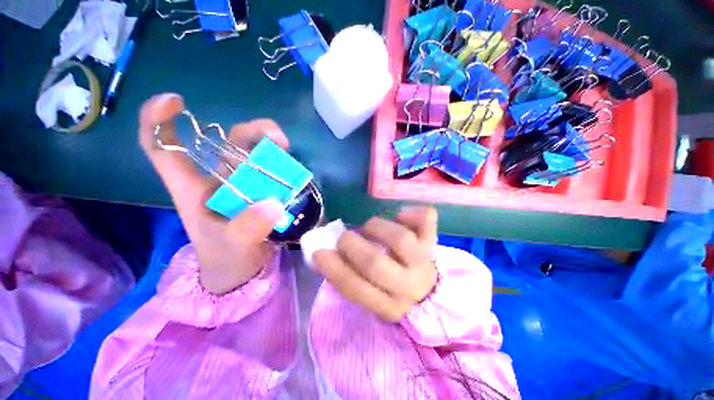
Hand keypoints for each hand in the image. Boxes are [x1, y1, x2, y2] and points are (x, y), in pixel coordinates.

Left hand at [139, 93, 289, 294]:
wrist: (247, 270)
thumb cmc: (228, 259)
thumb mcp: (232, 248)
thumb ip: (246, 230)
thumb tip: (271, 204)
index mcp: (193, 189)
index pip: (164, 149)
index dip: (159, 120)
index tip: (176, 101)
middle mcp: (221, 178)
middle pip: (228, 142)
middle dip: (251, 132)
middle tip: (277, 139)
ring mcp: (247, 183)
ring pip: (256, 152)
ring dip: (271, 145)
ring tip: (288, 150)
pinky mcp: (266, 189)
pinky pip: (275, 169)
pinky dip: (285, 164)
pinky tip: (295, 171)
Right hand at [314, 207, 438, 321]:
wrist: (431, 292)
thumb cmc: (392, 290)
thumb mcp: (372, 295)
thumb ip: (350, 276)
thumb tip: (324, 253)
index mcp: (387, 305)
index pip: (355, 288)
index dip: (332, 269)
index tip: (318, 252)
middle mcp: (407, 285)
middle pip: (376, 263)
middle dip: (352, 245)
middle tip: (345, 236)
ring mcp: (423, 261)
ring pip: (400, 239)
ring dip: (377, 227)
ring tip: (370, 227)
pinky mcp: (433, 242)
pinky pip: (425, 221)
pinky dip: (411, 213)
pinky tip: (400, 216)